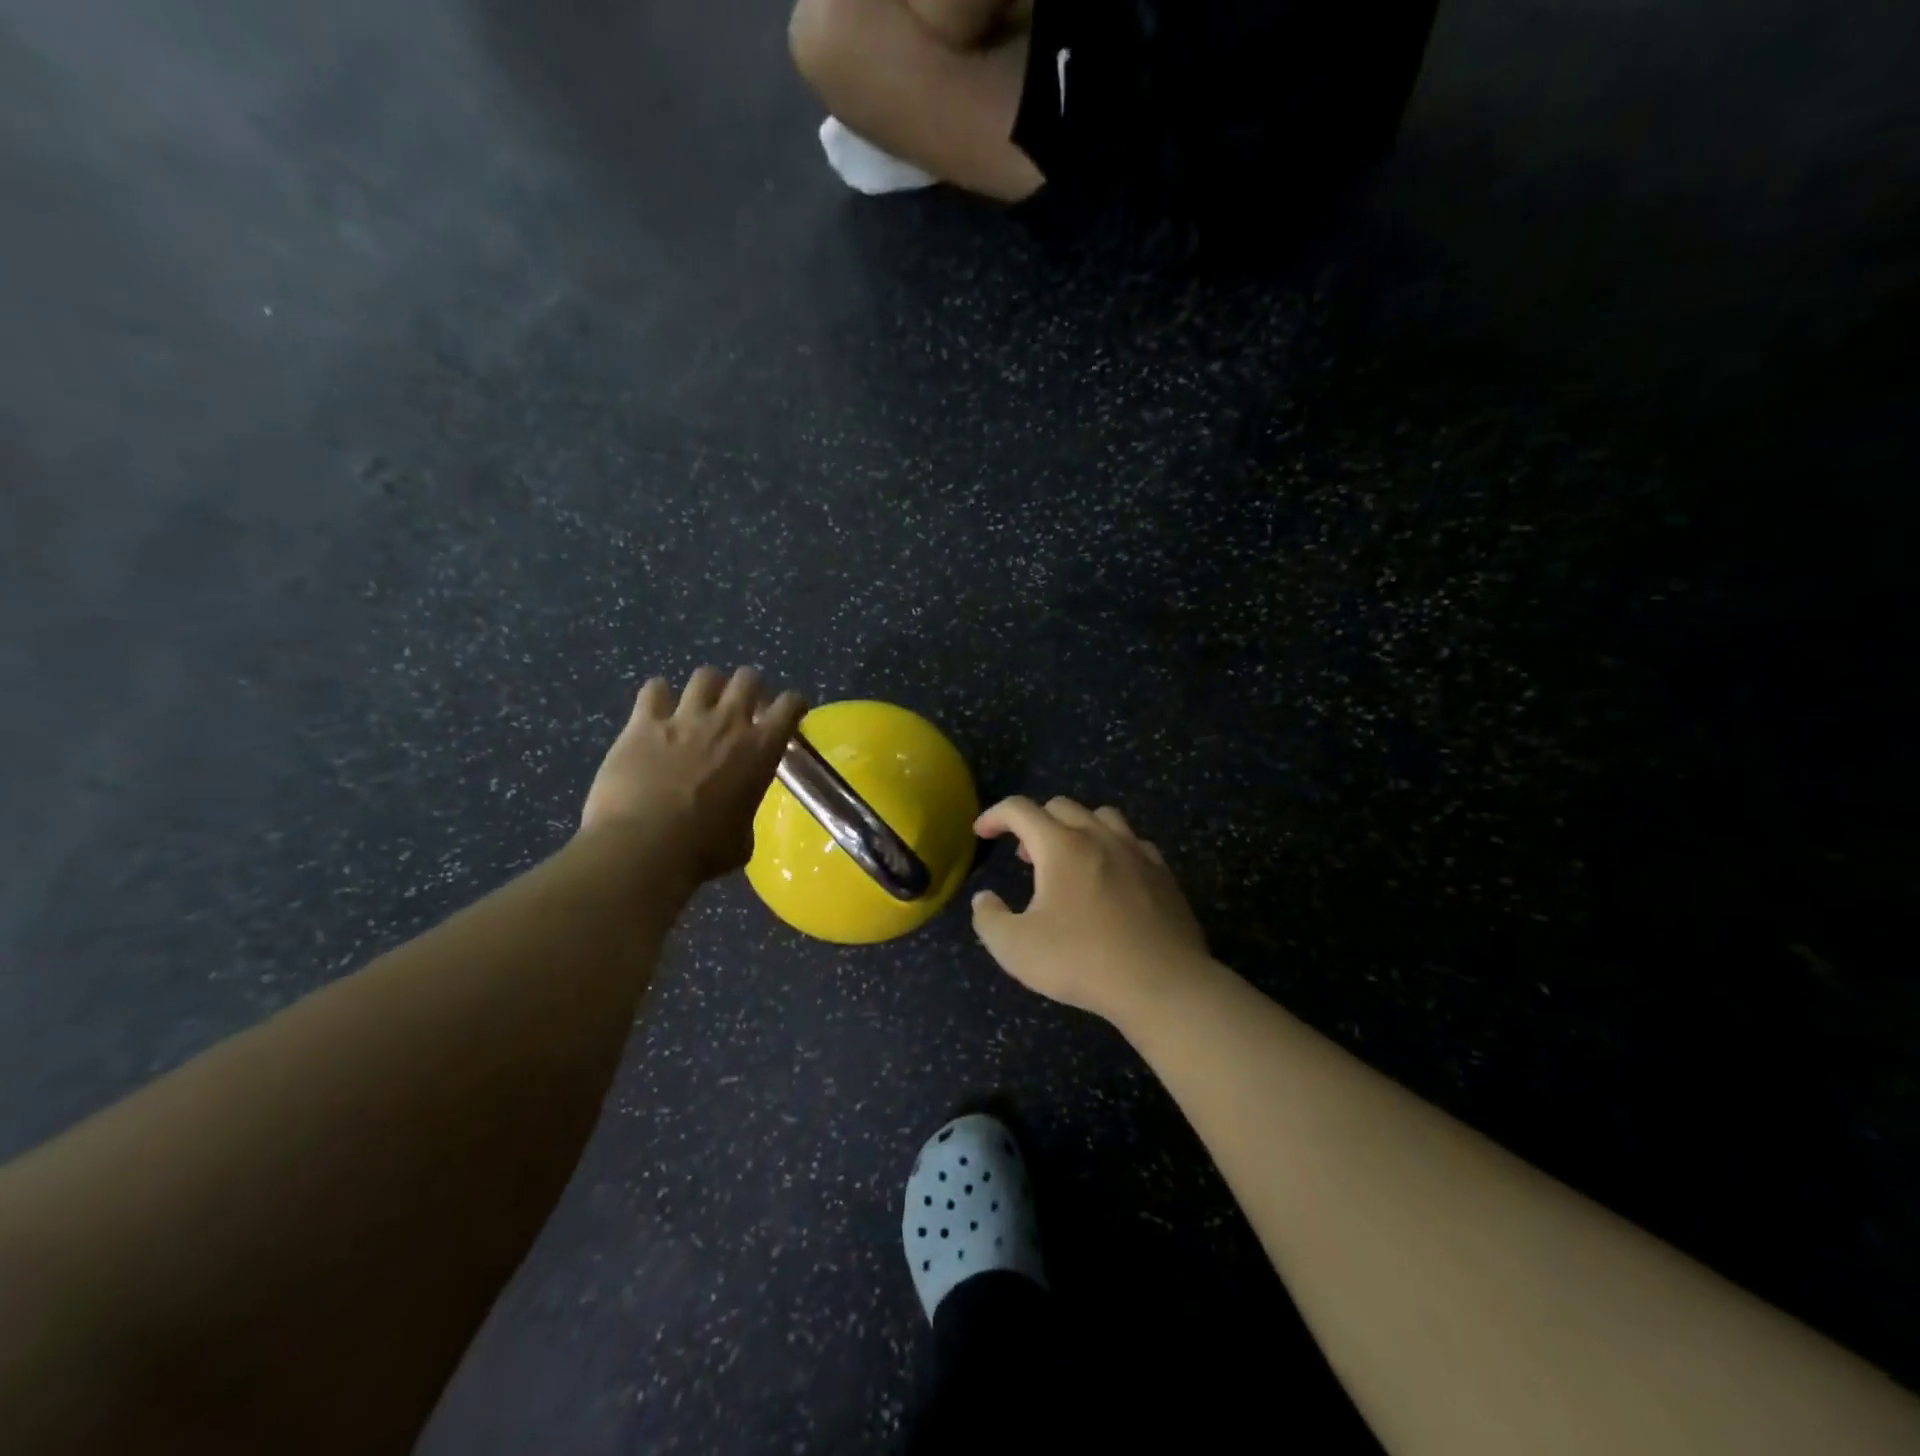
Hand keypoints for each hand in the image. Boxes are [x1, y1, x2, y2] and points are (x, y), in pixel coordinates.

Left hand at [580, 667, 806, 884]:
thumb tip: (736, 819)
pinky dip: (658, 695)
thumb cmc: (703, 851)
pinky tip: (656, 709)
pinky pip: (654, 689)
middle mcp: (728, 723)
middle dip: (750, 687)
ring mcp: (684, 718)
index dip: (793, 704)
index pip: (789, 705)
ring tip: (701, 702)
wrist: (643, 848)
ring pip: (705, 675)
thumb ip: (744, 815)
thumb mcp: (742, 840)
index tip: (790, 712)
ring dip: (708, 686)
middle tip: (744, 705)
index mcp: (760, 749)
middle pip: (748, 678)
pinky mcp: (643, 723)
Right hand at [970, 796, 1209, 1023]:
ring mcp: (1136, 851)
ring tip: (1067, 859)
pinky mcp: (1163, 873)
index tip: (982, 832)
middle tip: (1024, 856)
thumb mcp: (1016, 949)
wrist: (1163, 984)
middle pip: (1061, 806)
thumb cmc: (1082, 961)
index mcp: (1061, 846)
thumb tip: (985, 899)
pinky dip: (1112, 847)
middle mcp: (1099, 837)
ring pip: (1101, 816)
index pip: (1020, 810)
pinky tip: (1110, 875)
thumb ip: (989, 918)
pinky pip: (1133, 842)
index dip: (995, 815)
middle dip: (1034, 822)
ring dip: (1076, 828)